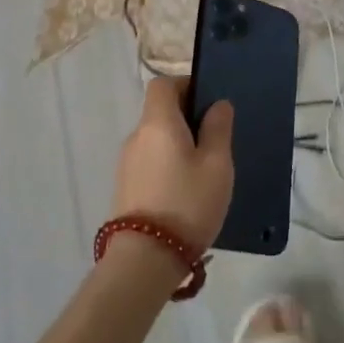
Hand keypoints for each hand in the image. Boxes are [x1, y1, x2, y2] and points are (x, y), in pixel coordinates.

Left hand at [112, 77, 233, 254]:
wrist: (146, 258)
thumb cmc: (188, 203)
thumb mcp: (217, 165)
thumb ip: (218, 129)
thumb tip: (218, 104)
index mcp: (157, 122)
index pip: (162, 84)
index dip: (185, 85)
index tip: (208, 103)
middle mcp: (136, 136)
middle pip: (159, 112)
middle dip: (186, 118)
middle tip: (215, 141)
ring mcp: (126, 163)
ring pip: (155, 140)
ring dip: (177, 145)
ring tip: (204, 171)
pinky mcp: (125, 187)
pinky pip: (149, 162)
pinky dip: (167, 165)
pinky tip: (185, 191)